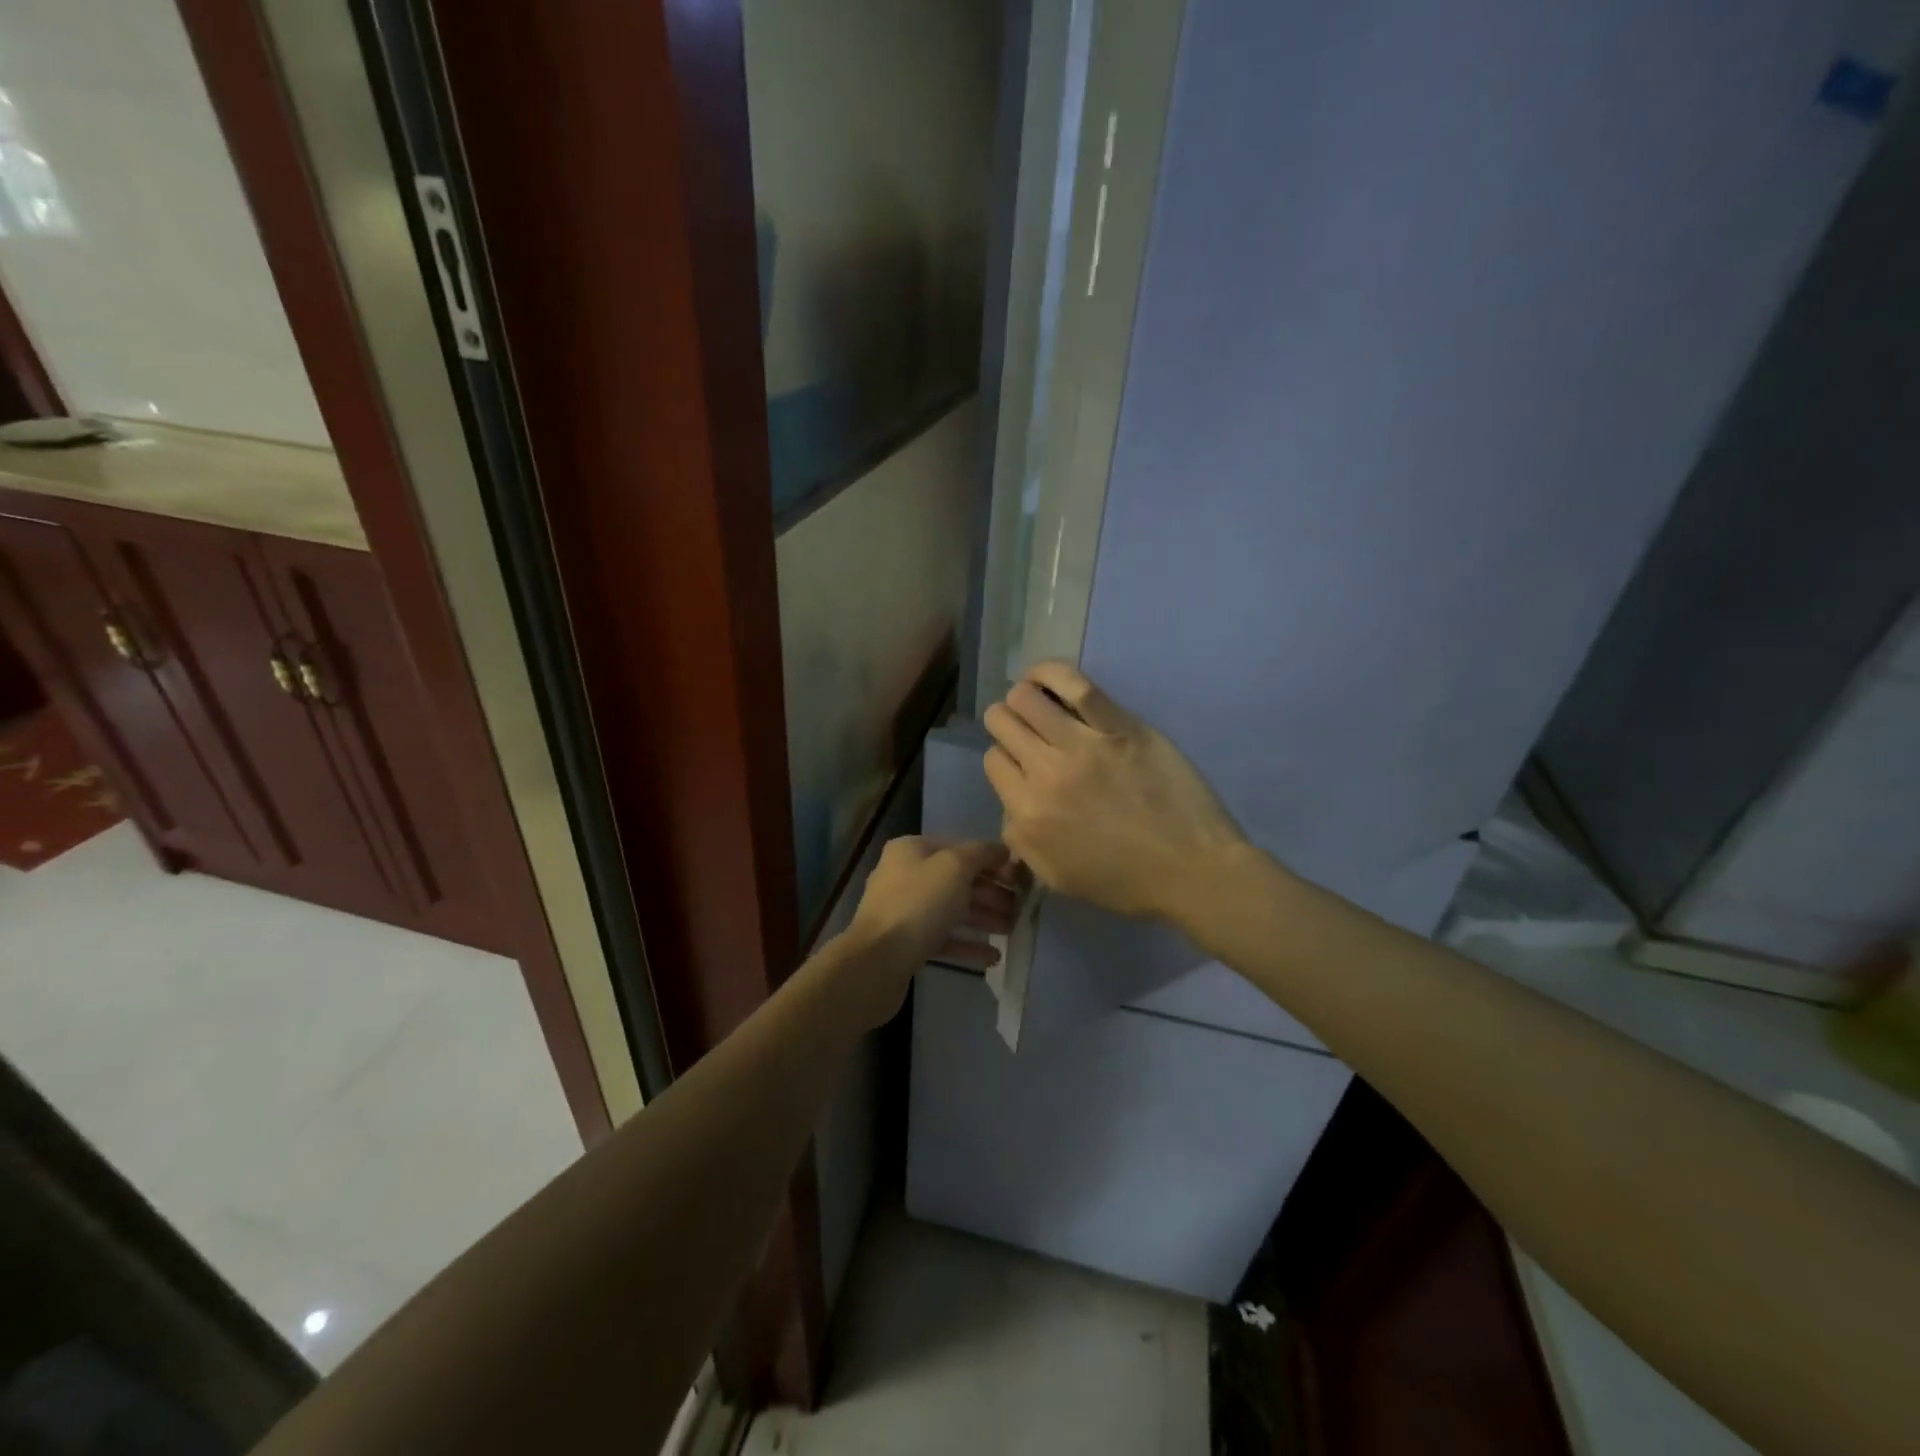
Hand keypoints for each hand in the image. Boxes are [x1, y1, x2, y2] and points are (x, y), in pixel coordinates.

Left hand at [838, 837, 1016, 1024]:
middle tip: (1020, 908)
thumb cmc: (918, 904)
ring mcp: (904, 910)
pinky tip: (992, 957)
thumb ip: (982, 854)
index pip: (960, 847)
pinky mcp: (906, 943)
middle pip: (957, 879)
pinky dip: (967, 944)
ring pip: (952, 909)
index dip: (992, 861)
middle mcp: (905, 874)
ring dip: (983, 918)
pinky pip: (943, 938)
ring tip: (1011, 930)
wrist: (876, 962)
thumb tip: (1002, 850)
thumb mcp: (955, 867)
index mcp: (912, 850)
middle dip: (990, 893)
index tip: (1020, 878)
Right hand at [984, 661, 1245, 921]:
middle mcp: (1046, 772)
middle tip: (1026, 730)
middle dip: (1006, 722)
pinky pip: (1076, 685)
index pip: (993, 760)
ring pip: (1027, 698)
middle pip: (1003, 722)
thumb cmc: (1125, 881)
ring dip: (1024, 697)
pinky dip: (1051, 673)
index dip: (1004, 758)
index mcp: (1028, 812)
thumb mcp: (1057, 878)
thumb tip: (1011, 808)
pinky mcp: (1119, 726)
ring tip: (1039, 704)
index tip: (1021, 762)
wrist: (1190, 869)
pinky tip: (1043, 676)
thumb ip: (1021, 841)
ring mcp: (1083, 744)